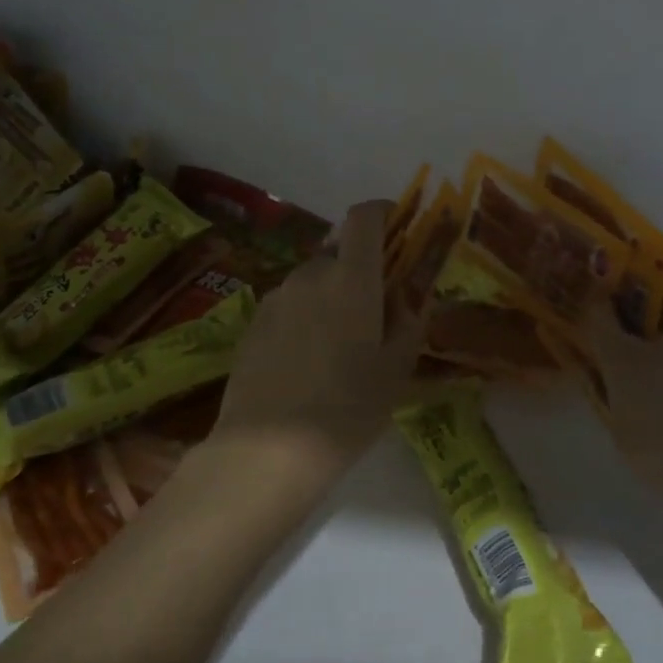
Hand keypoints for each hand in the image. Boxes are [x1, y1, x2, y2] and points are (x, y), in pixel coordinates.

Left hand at [211, 200, 421, 483]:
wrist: (267, 451)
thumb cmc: (348, 407)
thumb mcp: (397, 368)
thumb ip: (410, 320)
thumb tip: (409, 296)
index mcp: (351, 278)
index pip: (364, 216)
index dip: (382, 211)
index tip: (398, 227)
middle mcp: (310, 275)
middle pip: (340, 252)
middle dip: (360, 270)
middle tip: (375, 311)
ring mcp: (276, 297)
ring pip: (313, 281)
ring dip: (331, 295)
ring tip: (339, 344)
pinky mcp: (252, 323)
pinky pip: (290, 305)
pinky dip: (305, 317)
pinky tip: (307, 362)